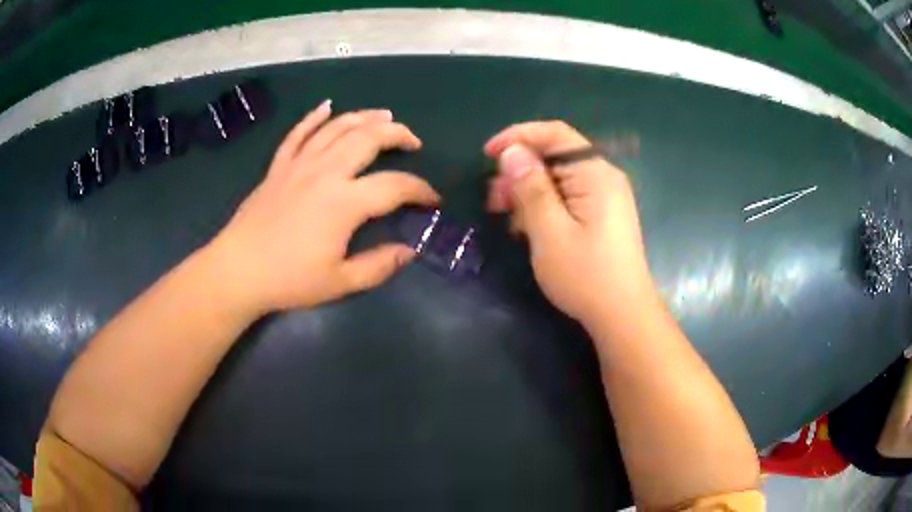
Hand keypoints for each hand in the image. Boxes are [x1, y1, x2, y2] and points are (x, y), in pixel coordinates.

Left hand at [207, 101, 439, 313]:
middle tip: (413, 141)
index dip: (420, 190)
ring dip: (364, 117)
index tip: (432, 200)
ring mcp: (299, 165)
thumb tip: (408, 251)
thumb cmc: (289, 280)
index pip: (395, 186)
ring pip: (337, 128)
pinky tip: (327, 106)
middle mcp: (326, 172)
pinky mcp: (279, 167)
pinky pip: (298, 133)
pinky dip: (314, 117)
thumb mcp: (340, 282)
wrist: (238, 271)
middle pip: (369, 138)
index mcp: (345, 202)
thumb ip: (379, 266)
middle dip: (397, 134)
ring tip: (384, 116)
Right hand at [485, 121, 653, 325]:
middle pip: (555, 156)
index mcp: (595, 173)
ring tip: (507, 217)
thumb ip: (530, 187)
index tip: (487, 154)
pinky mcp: (602, 215)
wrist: (622, 315)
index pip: (555, 134)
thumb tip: (512, 152)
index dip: (518, 136)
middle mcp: (603, 177)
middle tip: (493, 199)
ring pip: (558, 179)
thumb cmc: (585, 275)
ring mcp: (605, 197)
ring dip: (529, 191)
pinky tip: (529, 228)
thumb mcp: (549, 231)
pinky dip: (544, 206)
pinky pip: (567, 197)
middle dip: (520, 171)